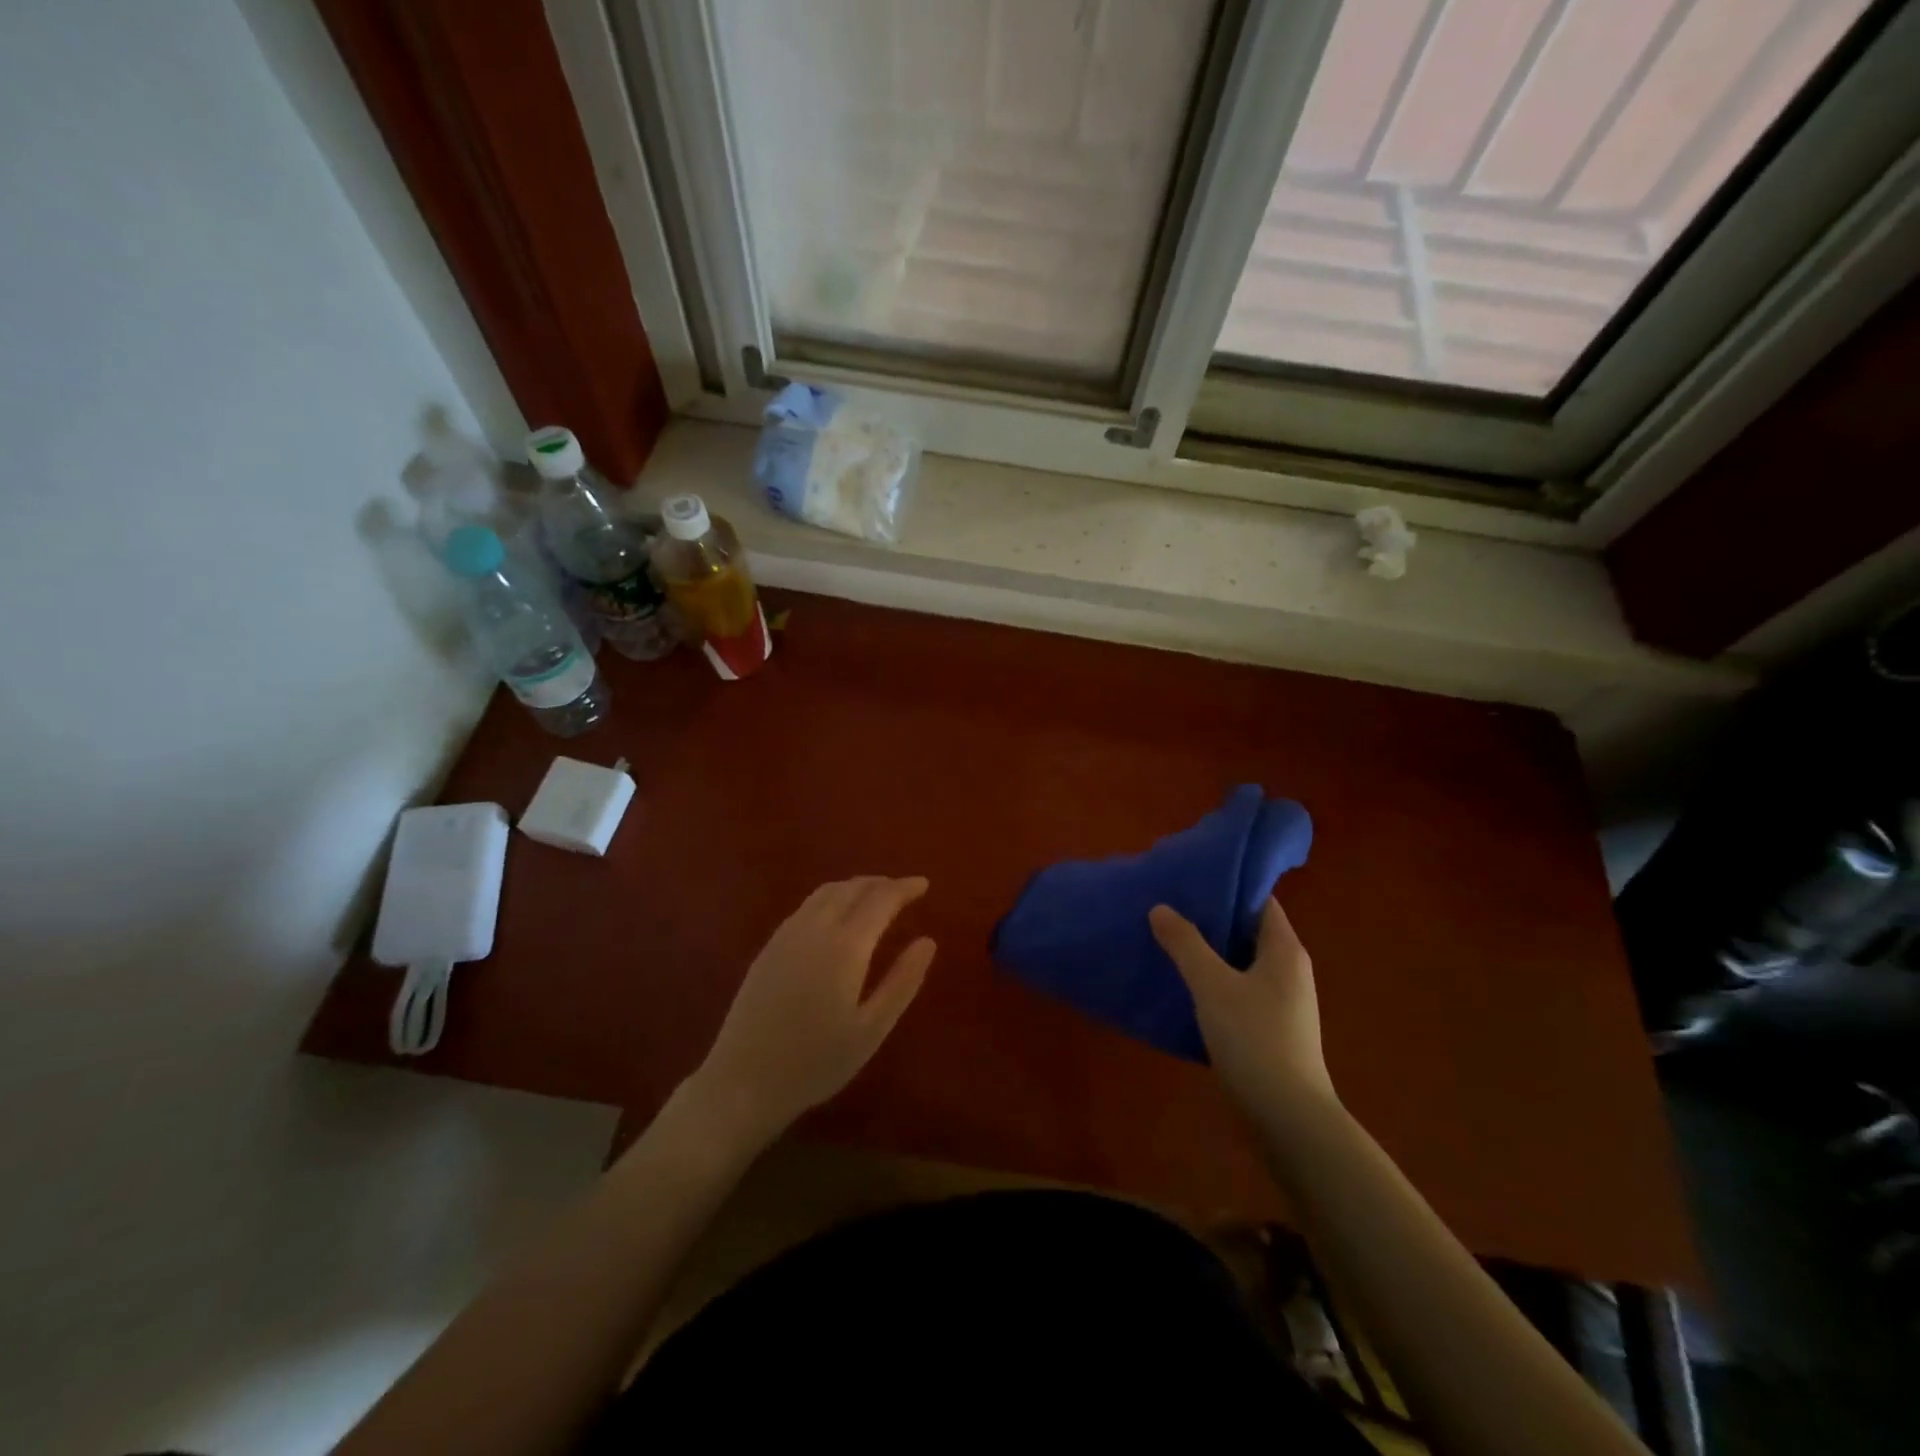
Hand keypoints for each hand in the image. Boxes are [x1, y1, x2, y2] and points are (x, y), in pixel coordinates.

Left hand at [691, 877, 935, 1147]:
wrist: (742, 1081)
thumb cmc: (815, 1062)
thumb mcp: (871, 1029)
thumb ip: (902, 981)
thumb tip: (928, 942)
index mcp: (846, 945)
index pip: (881, 899)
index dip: (904, 888)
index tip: (924, 884)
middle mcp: (816, 928)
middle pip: (852, 888)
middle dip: (881, 883)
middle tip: (904, 890)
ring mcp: (787, 934)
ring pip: (826, 892)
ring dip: (855, 886)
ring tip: (875, 896)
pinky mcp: (769, 946)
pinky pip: (807, 905)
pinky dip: (832, 897)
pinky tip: (837, 915)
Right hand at [1149, 898, 1338, 1132]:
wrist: (1288, 1119)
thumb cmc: (1254, 1039)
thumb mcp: (1212, 985)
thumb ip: (1185, 943)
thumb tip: (1161, 908)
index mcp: (1284, 949)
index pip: (1259, 900)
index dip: (1227, 886)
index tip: (1189, 880)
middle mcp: (1289, 970)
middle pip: (1247, 930)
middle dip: (1210, 919)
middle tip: (1168, 907)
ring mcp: (1282, 1002)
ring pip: (1240, 963)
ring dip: (1209, 953)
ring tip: (1167, 941)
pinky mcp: (1271, 1029)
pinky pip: (1239, 991)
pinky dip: (1213, 983)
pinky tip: (1183, 986)